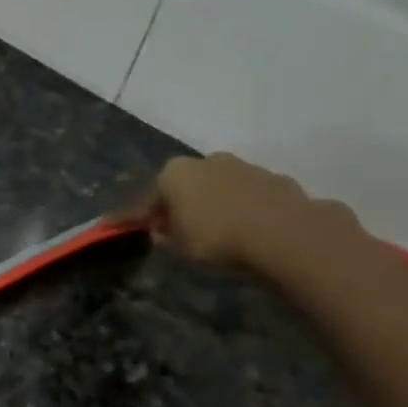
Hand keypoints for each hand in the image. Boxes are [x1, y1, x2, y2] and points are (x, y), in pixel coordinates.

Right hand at [135, 152, 355, 268]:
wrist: (283, 233)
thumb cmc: (216, 237)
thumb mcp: (178, 246)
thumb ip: (166, 235)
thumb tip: (162, 230)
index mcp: (174, 173)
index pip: (148, 198)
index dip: (135, 217)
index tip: (123, 228)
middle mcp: (207, 161)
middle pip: (186, 184)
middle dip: (180, 203)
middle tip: (176, 228)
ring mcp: (244, 166)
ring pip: (219, 186)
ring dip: (213, 203)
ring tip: (215, 230)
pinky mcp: (275, 178)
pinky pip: (247, 195)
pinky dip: (241, 208)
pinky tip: (245, 228)